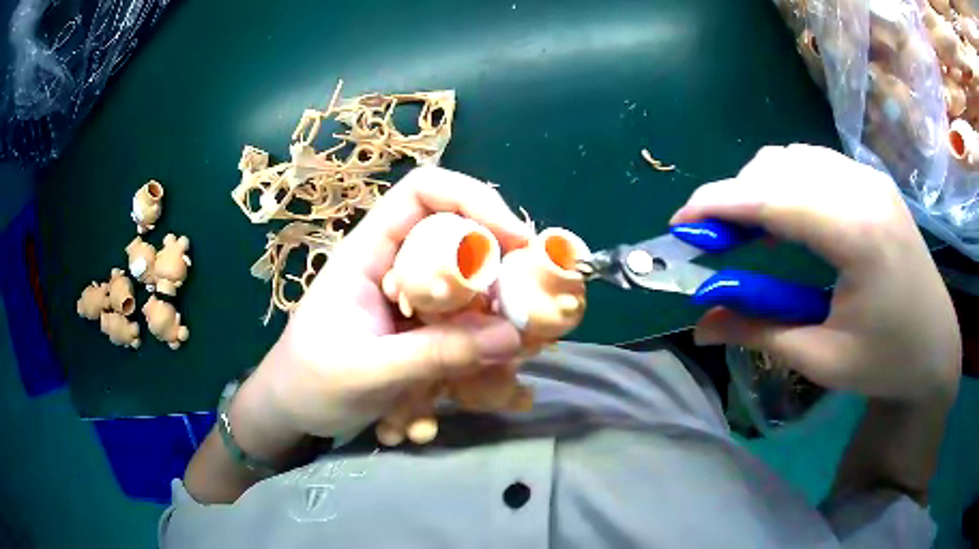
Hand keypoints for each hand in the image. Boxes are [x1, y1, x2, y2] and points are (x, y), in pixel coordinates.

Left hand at [242, 166, 532, 439]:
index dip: (472, 199)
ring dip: (497, 314)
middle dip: (499, 264)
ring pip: (469, 287)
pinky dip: (484, 346)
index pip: (422, 192)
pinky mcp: (421, 332)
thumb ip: (434, 354)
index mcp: (368, 252)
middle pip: (457, 237)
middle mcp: (394, 266)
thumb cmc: (310, 382)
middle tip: (532, 302)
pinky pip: (464, 326)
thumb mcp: (366, 370)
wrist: (292, 411)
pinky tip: (490, 380)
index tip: (515, 239)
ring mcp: (411, 301)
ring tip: (520, 349)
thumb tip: (510, 336)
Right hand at [672, 145, 960, 401]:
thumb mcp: (821, 358)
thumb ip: (759, 330)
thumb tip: (701, 323)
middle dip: (734, 197)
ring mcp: (870, 179)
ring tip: (746, 231)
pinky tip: (786, 218)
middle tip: (712, 241)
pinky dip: (786, 183)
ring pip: (794, 158)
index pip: (773, 198)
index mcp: (857, 234)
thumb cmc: (886, 362)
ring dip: (759, 187)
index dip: (718, 205)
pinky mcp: (873, 182)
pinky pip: (815, 164)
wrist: (936, 347)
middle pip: (778, 168)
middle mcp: (863, 189)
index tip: (680, 224)